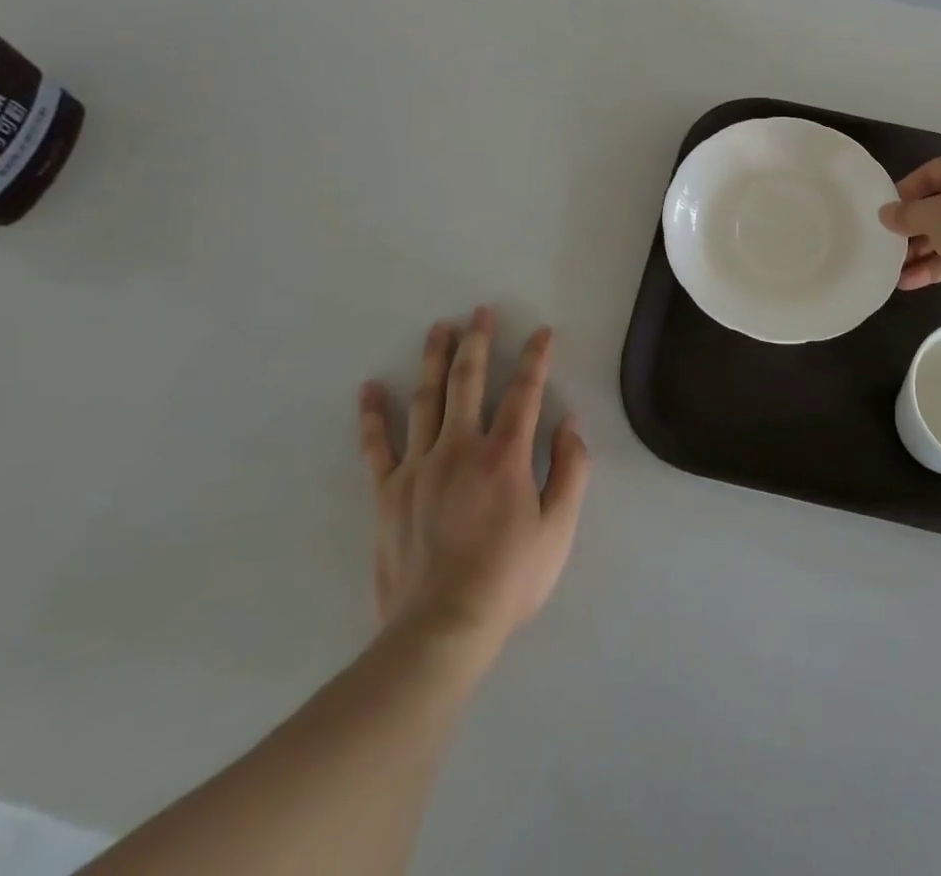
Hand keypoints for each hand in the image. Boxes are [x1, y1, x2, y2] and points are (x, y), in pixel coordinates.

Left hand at [357, 307, 589, 648]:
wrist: (441, 630)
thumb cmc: (509, 579)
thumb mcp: (559, 529)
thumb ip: (570, 470)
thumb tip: (569, 423)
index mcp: (504, 456)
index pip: (524, 392)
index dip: (535, 358)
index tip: (542, 331)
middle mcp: (460, 448)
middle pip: (468, 382)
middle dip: (477, 342)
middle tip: (479, 311)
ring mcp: (418, 467)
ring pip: (426, 400)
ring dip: (433, 360)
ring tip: (438, 328)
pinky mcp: (388, 492)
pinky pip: (377, 445)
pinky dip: (373, 415)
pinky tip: (371, 388)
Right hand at [877, 151, 940, 329]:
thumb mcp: (933, 216)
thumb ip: (905, 214)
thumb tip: (885, 213)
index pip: (930, 172)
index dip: (904, 193)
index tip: (885, 214)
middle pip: (940, 204)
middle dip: (912, 228)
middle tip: (887, 244)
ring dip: (921, 251)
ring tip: (893, 270)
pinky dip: (938, 264)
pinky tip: (910, 282)